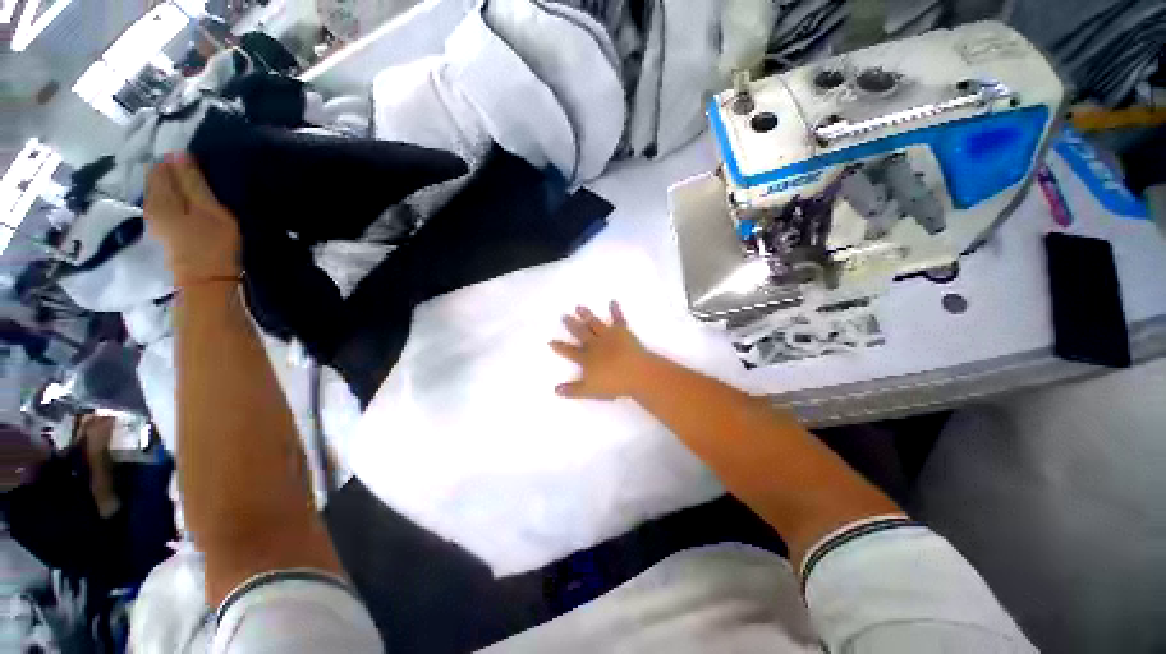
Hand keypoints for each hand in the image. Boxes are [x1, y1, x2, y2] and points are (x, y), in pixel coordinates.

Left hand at [145, 153, 240, 287]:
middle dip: (175, 172)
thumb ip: (192, 182)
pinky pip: (167, 204)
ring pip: (163, 192)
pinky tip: (192, 203)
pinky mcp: (165, 231)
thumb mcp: (208, 209)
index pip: (161, 166)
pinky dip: (178, 199)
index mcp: (159, 197)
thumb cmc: (212, 244)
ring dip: (178, 186)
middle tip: (201, 172)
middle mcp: (150, 205)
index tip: (200, 160)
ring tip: (199, 186)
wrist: (208, 282)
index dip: (178, 160)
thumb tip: (179, 154)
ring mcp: (156, 220)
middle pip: (158, 179)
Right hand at [549, 302, 654, 399]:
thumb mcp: (590, 390)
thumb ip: (573, 390)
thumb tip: (555, 390)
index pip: (569, 351)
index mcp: (586, 358)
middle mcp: (594, 344)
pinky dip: (615, 310)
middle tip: (564, 316)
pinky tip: (612, 301)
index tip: (550, 340)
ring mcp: (608, 335)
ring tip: (579, 306)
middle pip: (580, 333)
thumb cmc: (614, 384)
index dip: (560, 347)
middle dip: (571, 325)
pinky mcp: (622, 331)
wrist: (637, 373)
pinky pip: (618, 319)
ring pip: (594, 323)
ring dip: (586, 315)